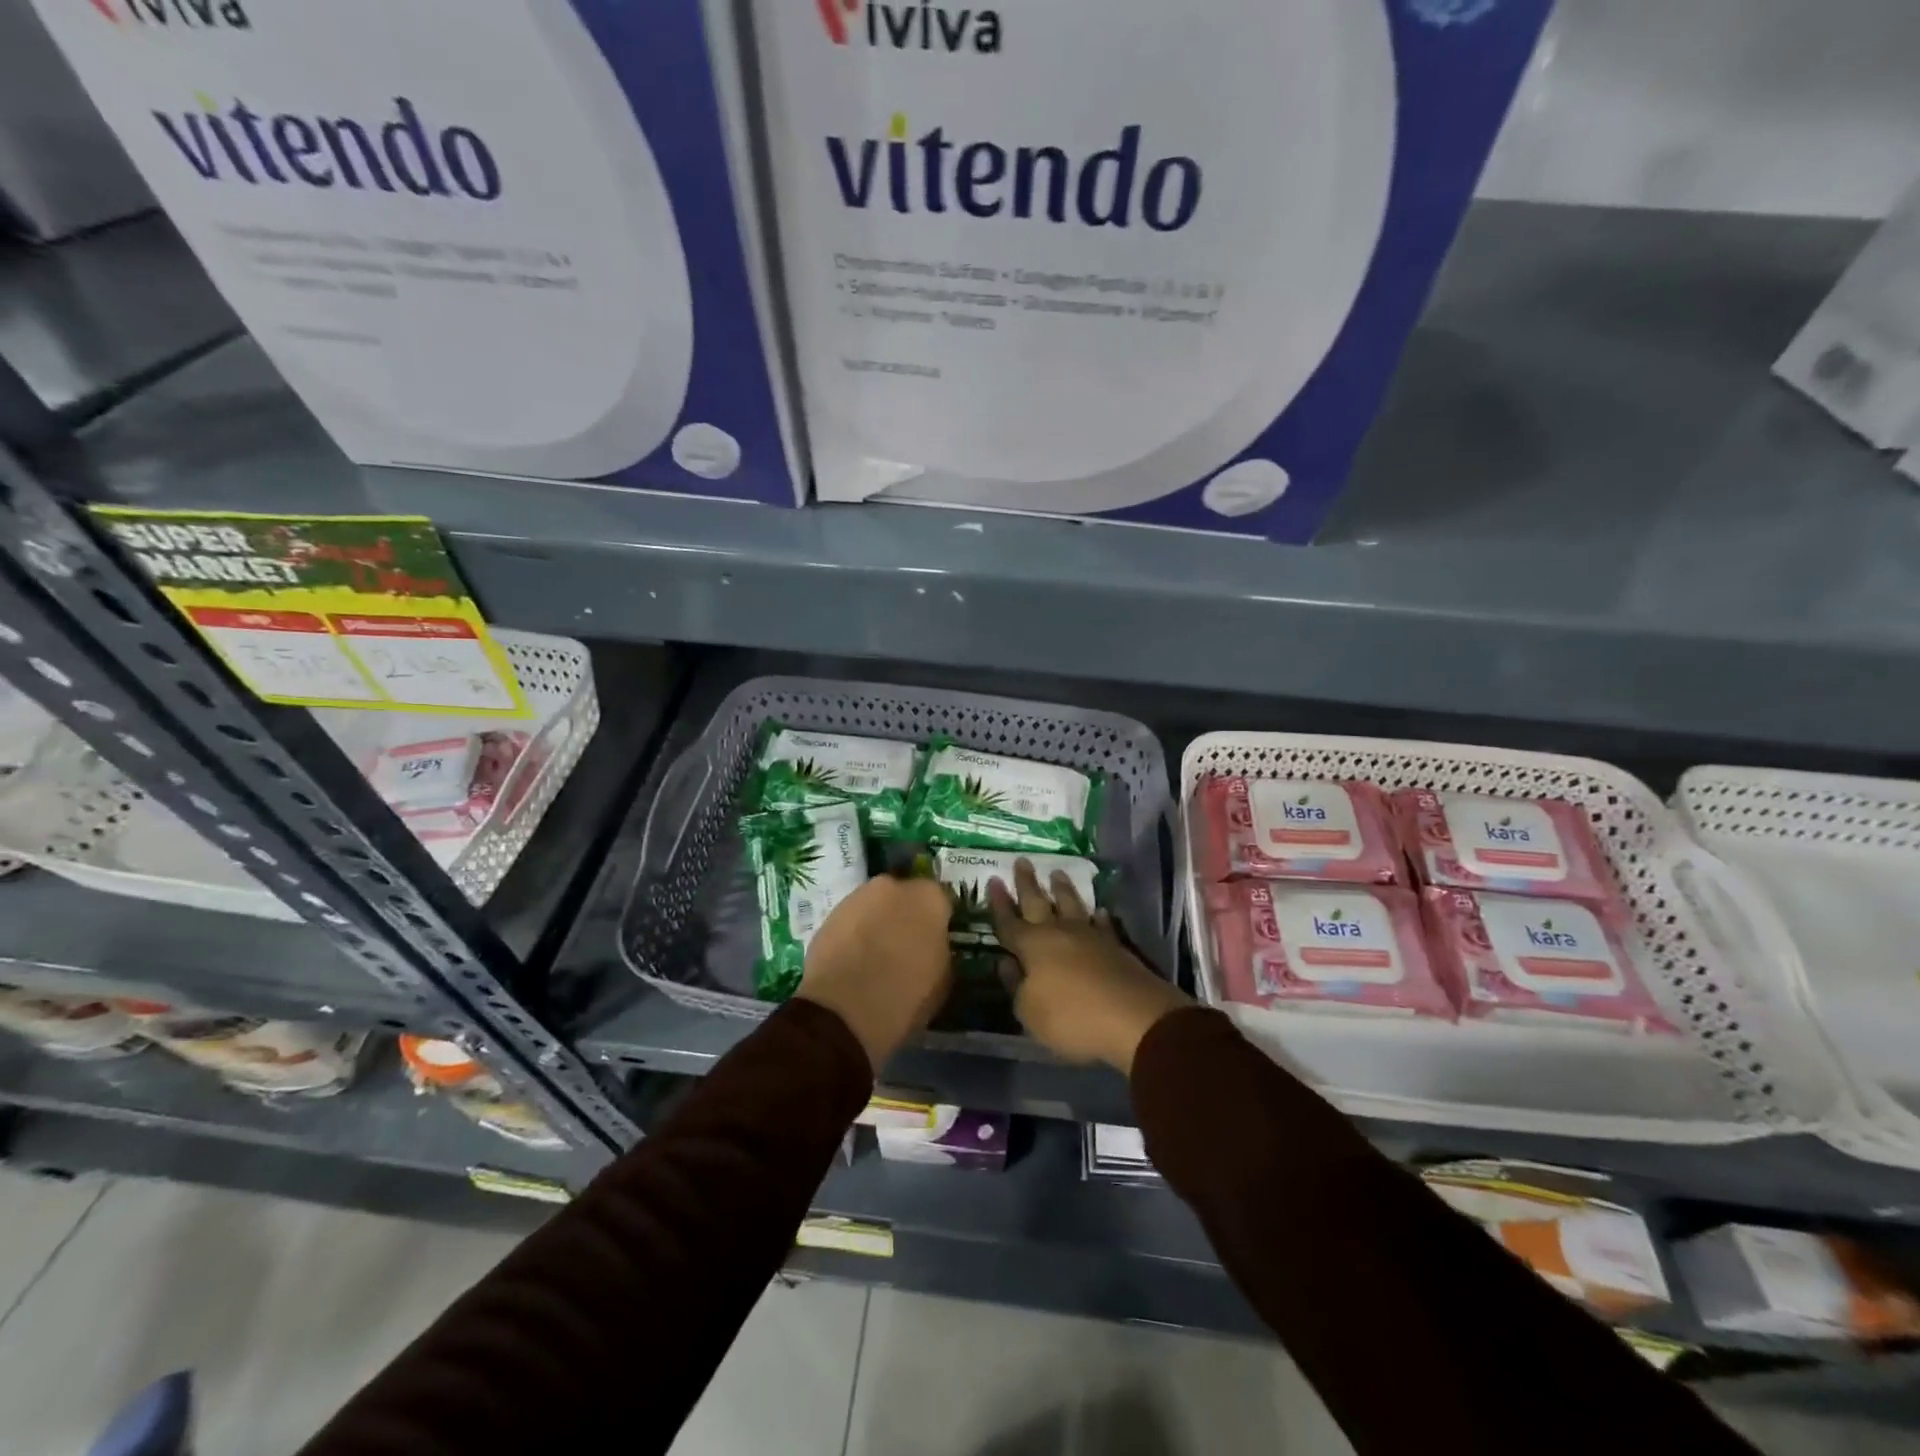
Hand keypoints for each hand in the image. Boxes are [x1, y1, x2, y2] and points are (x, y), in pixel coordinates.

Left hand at [797, 873, 952, 1071]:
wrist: (843, 1011)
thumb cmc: (904, 996)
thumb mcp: (942, 980)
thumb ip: (941, 950)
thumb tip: (933, 946)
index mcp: (929, 898)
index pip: (942, 901)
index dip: (939, 922)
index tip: (936, 942)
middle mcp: (894, 886)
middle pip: (906, 897)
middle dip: (907, 916)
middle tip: (906, 947)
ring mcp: (858, 897)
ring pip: (876, 906)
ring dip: (879, 922)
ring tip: (876, 957)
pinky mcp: (829, 914)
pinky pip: (852, 921)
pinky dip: (855, 934)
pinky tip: (854, 961)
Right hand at [989, 859, 1190, 1074]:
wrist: (1134, 1018)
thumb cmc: (1072, 1017)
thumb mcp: (1029, 1012)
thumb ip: (1015, 985)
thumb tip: (1005, 963)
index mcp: (1032, 946)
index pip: (1009, 922)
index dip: (999, 903)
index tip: (993, 880)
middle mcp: (1058, 933)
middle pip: (1038, 902)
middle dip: (1028, 883)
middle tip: (1023, 861)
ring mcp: (1089, 936)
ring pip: (1071, 905)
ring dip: (1063, 890)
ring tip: (1058, 873)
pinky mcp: (1115, 946)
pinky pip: (1102, 925)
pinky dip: (1097, 917)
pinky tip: (1097, 911)